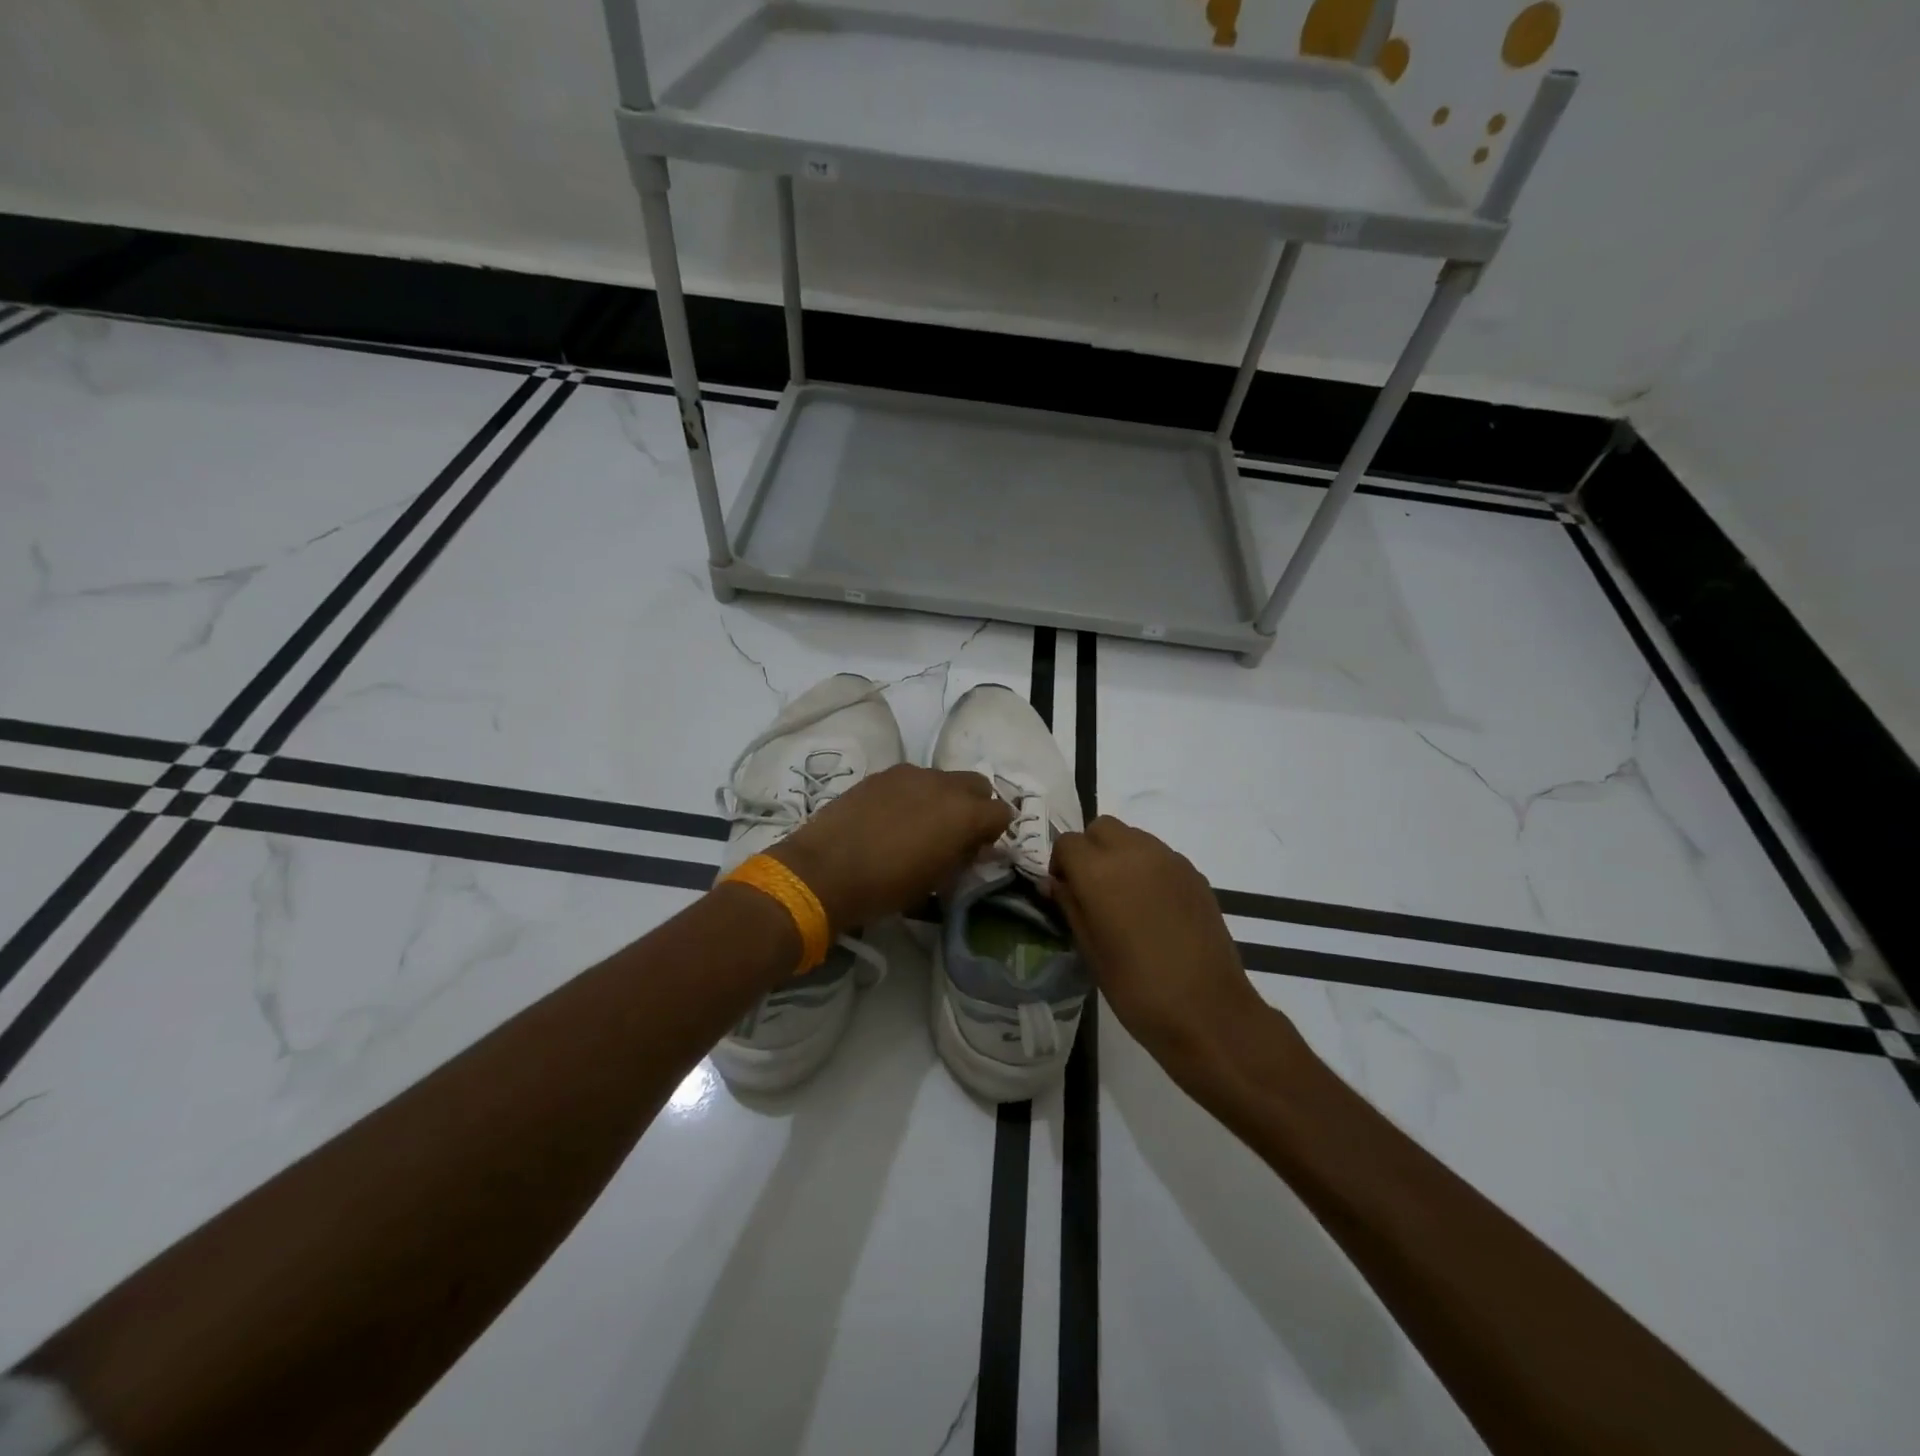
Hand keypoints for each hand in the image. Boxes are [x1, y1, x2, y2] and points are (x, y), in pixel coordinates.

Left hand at [769, 764, 1011, 933]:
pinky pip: (912, 779)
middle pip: (977, 785)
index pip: (1002, 812)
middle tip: (956, 833)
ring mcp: (910, 774)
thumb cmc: (886, 886)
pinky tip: (893, 818)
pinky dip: (914, 794)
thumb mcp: (936, 882)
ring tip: (920, 825)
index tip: (978, 849)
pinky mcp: (882, 774)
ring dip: (943, 798)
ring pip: (943, 779)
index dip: (994, 832)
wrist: (823, 870)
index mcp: (964, 813)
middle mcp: (943, 783)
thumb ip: (962, 857)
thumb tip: (971, 847)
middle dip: (975, 805)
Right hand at [1048, 817, 1304, 1089]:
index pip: (1067, 843)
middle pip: (1101, 827)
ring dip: (1118, 854)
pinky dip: (1146, 867)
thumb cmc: (1137, 989)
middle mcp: (1134, 853)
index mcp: (1100, 872)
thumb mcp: (1090, 951)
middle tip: (1091, 889)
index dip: (1060, 865)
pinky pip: (1159, 854)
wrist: (1208, 1011)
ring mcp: (1169, 860)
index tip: (1063, 892)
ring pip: (1132, 836)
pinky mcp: (1194, 873)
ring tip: (1123, 898)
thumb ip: (1070, 906)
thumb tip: (1055, 883)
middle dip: (1089, 850)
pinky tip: (1152, 907)